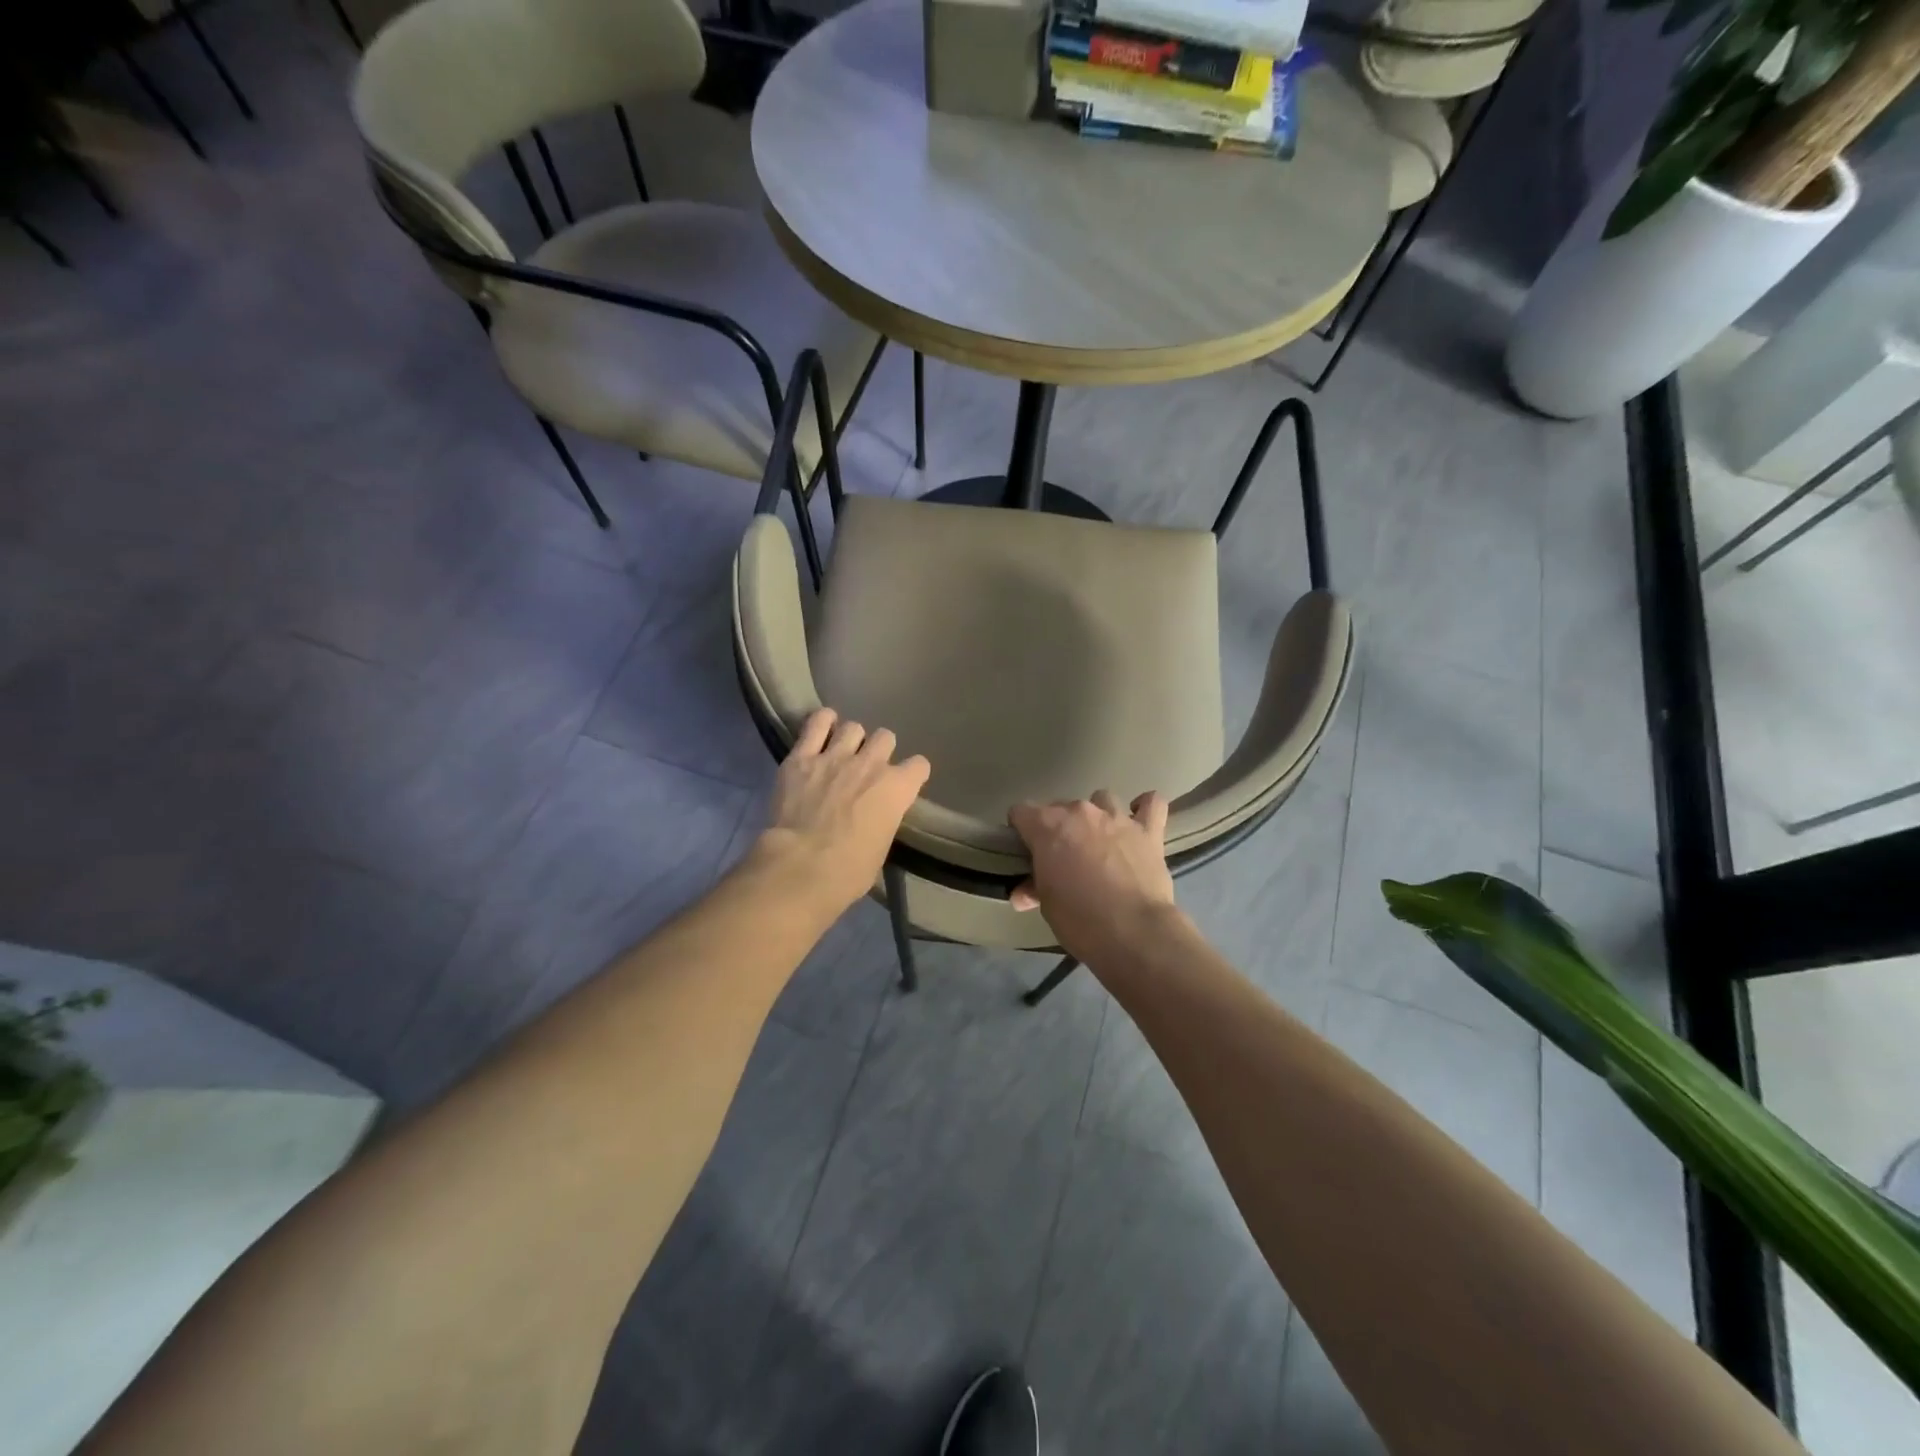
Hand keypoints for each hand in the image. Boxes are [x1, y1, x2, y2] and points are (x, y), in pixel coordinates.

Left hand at [756, 708, 929, 916]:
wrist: (801, 866)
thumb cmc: (848, 871)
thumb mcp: (880, 849)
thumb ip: (883, 821)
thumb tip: (875, 819)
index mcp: (897, 789)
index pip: (919, 766)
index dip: (912, 774)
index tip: (904, 783)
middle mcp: (871, 764)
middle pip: (885, 737)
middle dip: (879, 750)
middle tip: (867, 768)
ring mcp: (835, 756)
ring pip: (853, 727)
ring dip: (850, 739)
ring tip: (841, 752)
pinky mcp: (802, 757)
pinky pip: (816, 723)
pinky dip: (821, 723)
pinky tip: (820, 730)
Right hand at [1008, 790, 1180, 965]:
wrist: (1133, 932)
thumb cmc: (1079, 919)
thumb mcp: (1047, 906)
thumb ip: (1034, 888)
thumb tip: (1023, 893)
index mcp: (1048, 826)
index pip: (1021, 812)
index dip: (1020, 830)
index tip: (1025, 851)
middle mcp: (1081, 812)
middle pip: (1060, 806)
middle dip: (1057, 828)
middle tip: (1062, 858)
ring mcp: (1117, 818)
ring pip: (1102, 799)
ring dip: (1097, 816)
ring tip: (1099, 841)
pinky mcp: (1148, 831)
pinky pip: (1151, 803)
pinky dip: (1144, 806)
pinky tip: (1138, 818)